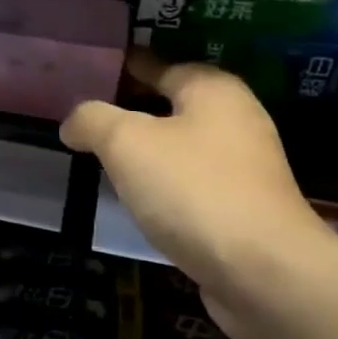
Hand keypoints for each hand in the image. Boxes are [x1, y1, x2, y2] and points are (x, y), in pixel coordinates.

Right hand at [61, 53, 337, 338]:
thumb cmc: (193, 189)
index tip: (88, 73)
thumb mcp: (126, 142)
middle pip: (171, 105)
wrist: (264, 273)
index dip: (121, 67)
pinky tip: (137, 199)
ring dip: (147, 151)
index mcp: (213, 89)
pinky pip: (192, 183)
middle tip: (86, 119)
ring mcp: (245, 168)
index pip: (158, 65)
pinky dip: (164, 184)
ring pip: (181, 147)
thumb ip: (93, 120)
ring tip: (103, 158)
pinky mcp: (244, 210)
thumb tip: (73, 123)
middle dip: (130, 110)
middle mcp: (236, 120)